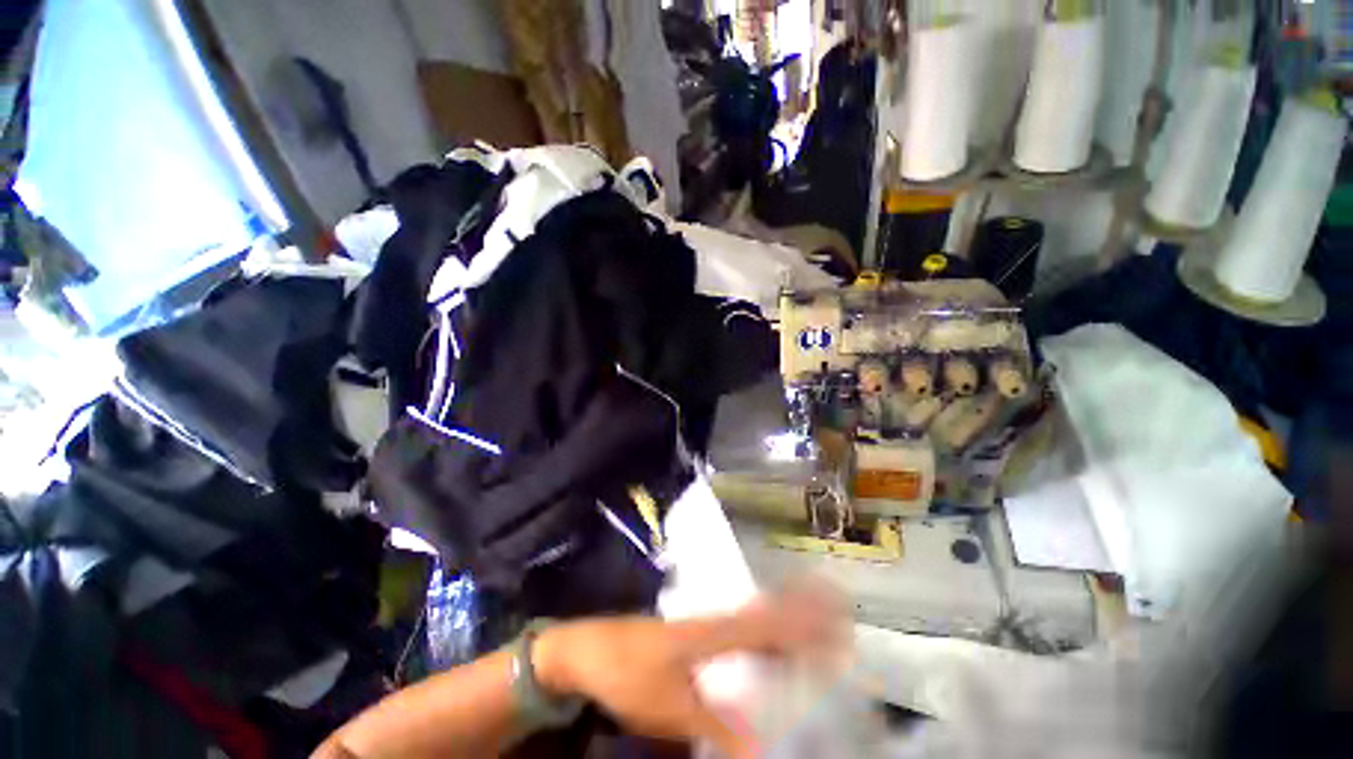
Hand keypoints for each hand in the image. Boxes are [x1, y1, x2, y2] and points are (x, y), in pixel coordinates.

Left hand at [533, 585, 843, 758]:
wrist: (586, 649)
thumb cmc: (624, 671)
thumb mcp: (668, 706)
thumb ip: (717, 726)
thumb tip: (764, 748)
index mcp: (711, 631)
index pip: (768, 625)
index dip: (802, 623)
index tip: (834, 620)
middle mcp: (712, 620)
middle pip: (765, 613)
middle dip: (802, 611)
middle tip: (836, 611)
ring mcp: (701, 623)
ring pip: (753, 617)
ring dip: (784, 617)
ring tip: (815, 620)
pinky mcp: (692, 633)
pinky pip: (737, 627)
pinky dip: (761, 629)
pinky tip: (769, 640)